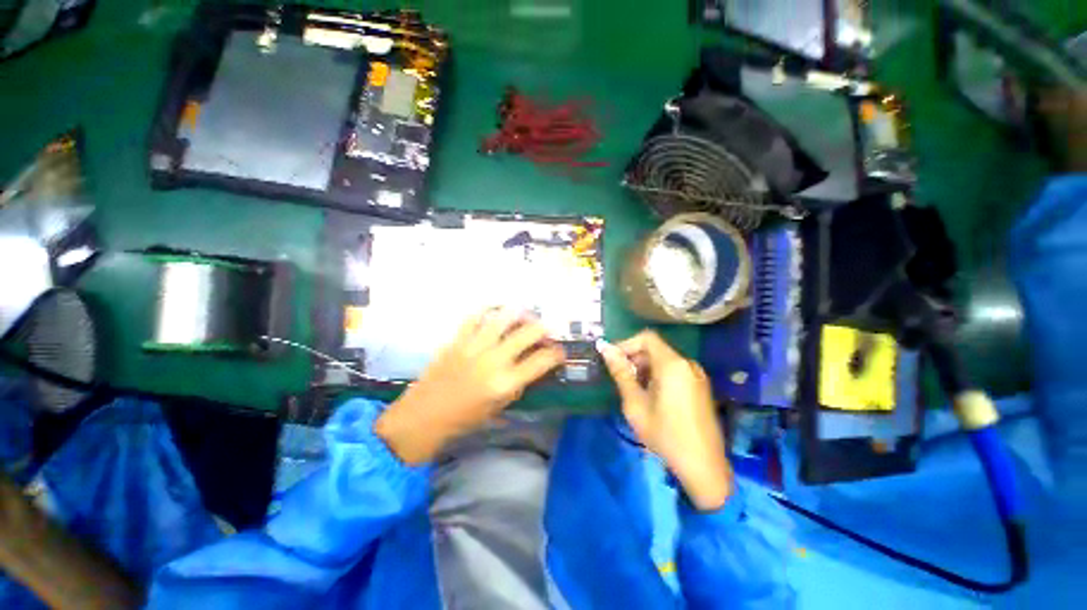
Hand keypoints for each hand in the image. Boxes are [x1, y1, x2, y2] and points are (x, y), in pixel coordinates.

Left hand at [375, 308, 565, 463]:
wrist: (424, 416)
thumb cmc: (464, 419)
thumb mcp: (499, 407)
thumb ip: (518, 384)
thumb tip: (532, 366)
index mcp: (505, 383)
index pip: (540, 361)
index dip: (556, 354)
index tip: (560, 352)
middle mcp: (493, 361)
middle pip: (526, 334)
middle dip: (543, 329)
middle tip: (547, 330)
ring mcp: (473, 347)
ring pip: (502, 319)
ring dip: (519, 314)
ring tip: (526, 314)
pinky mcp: (456, 340)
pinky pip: (473, 317)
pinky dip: (486, 310)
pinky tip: (495, 310)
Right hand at [598, 331, 732, 510]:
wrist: (704, 467)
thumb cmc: (664, 434)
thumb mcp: (635, 404)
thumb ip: (620, 373)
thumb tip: (604, 348)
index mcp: (672, 365)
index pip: (646, 338)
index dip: (626, 344)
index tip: (613, 361)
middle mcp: (687, 364)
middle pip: (655, 348)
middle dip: (634, 357)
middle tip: (621, 378)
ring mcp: (697, 375)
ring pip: (664, 360)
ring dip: (645, 368)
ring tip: (634, 389)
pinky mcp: (700, 387)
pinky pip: (675, 371)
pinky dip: (658, 375)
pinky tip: (651, 396)